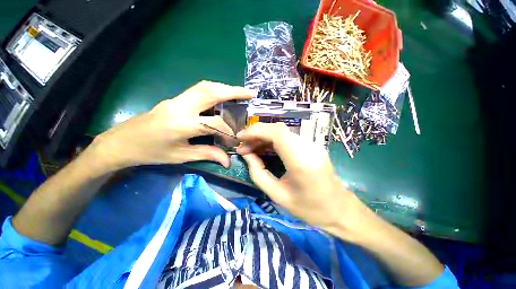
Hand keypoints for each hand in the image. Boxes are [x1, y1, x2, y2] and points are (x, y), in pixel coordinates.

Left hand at [91, 81, 254, 170]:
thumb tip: (227, 160)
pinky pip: (198, 89)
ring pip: (205, 86)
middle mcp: (180, 107)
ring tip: (239, 93)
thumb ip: (208, 154)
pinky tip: (223, 95)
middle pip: (211, 91)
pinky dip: (215, 90)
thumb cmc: (151, 153)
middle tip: (251, 93)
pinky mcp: (175, 99)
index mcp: (181, 125)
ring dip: (225, 87)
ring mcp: (176, 99)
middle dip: (233, 91)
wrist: (121, 142)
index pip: (214, 122)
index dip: (229, 130)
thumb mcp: (181, 156)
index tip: (237, 138)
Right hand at [236, 123, 360, 231]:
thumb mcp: (277, 195)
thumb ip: (258, 173)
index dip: (256, 131)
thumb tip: (246, 154)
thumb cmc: (309, 208)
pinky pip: (288, 138)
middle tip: (243, 146)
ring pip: (282, 132)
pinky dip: (272, 140)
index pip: (277, 133)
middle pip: (278, 129)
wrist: (339, 209)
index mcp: (301, 161)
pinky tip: (264, 148)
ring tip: (251, 148)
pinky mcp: (312, 145)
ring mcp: (312, 144)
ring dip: (263, 137)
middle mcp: (308, 147)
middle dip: (257, 134)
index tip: (240, 137)